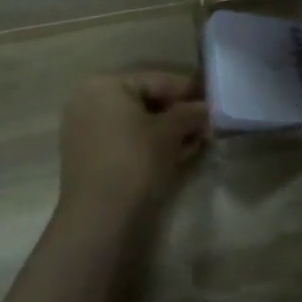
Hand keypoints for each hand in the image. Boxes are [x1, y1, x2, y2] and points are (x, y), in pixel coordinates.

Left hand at [57, 72, 207, 225]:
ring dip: (168, 130)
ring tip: (197, 141)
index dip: (190, 92)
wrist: (99, 220)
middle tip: (208, 125)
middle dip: (179, 113)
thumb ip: (192, 113)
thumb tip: (207, 109)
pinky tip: (177, 154)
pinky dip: (150, 144)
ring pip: (137, 122)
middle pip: (146, 100)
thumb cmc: (135, 162)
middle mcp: (89, 101)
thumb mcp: (171, 132)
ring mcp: (85, 130)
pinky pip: (126, 140)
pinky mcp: (89, 157)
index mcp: (105, 85)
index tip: (215, 102)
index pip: (158, 80)